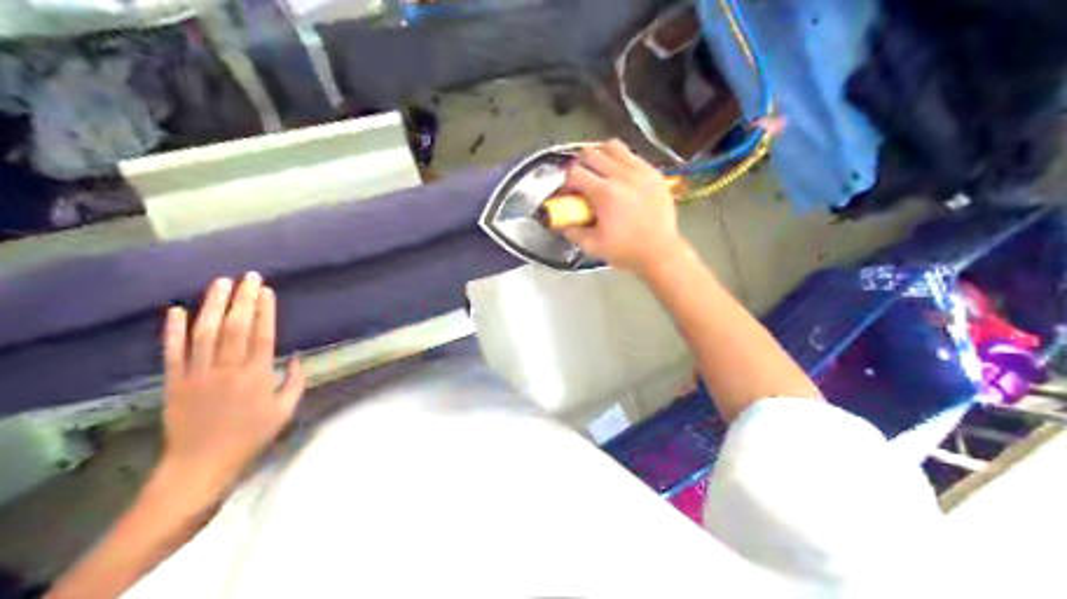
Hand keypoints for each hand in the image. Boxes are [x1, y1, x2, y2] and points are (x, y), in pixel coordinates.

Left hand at [159, 275, 305, 498]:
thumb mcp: (284, 413)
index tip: (266, 290)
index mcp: (257, 377)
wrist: (202, 464)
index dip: (265, 310)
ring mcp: (198, 374)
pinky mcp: (175, 382)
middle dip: (242, 299)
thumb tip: (297, 357)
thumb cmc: (250, 438)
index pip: (262, 335)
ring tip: (220, 283)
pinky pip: (173, 352)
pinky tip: (177, 310)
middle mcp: (228, 369)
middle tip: (247, 276)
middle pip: (235, 327)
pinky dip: (174, 330)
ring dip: (212, 305)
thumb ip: (294, 383)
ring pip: (205, 333)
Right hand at [563, 140, 686, 273]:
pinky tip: (622, 178)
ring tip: (602, 173)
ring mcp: (639, 171)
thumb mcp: (592, 246)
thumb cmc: (625, 251)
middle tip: (583, 182)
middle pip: (590, 153)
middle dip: (581, 166)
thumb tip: (559, 220)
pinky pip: (632, 155)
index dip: (566, 183)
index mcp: (604, 193)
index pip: (574, 173)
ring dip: (602, 156)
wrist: (661, 252)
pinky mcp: (653, 173)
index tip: (568, 195)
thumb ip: (571, 230)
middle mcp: (621, 175)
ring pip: (612, 146)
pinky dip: (622, 162)